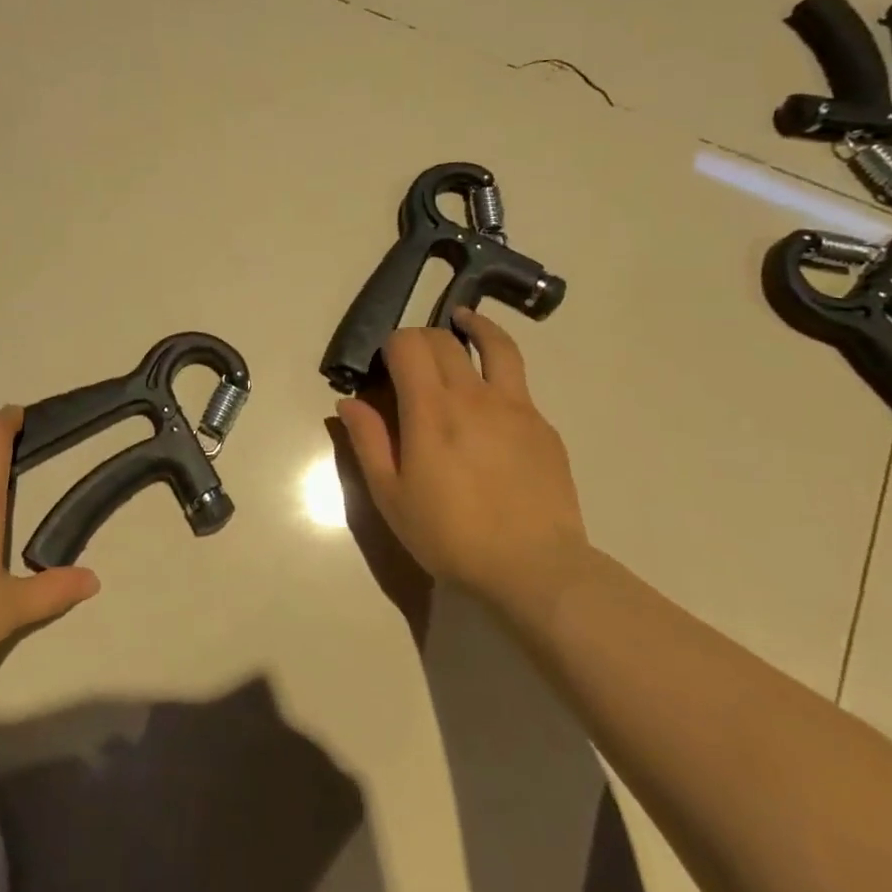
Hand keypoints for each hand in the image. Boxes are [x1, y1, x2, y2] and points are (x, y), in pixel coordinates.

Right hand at [335, 308, 590, 628]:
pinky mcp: (543, 425)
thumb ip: (368, 442)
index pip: (408, 344)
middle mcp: (473, 394)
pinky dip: (498, 372)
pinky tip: (490, 398)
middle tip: (412, 358)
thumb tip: (348, 402)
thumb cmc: (450, 536)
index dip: (392, 343)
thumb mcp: (391, 496)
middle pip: (445, 338)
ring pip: (496, 345)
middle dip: (422, 337)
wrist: (535, 570)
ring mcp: (515, 406)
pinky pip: (517, 383)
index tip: (385, 364)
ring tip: (464, 321)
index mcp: (430, 409)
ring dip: (474, 327)